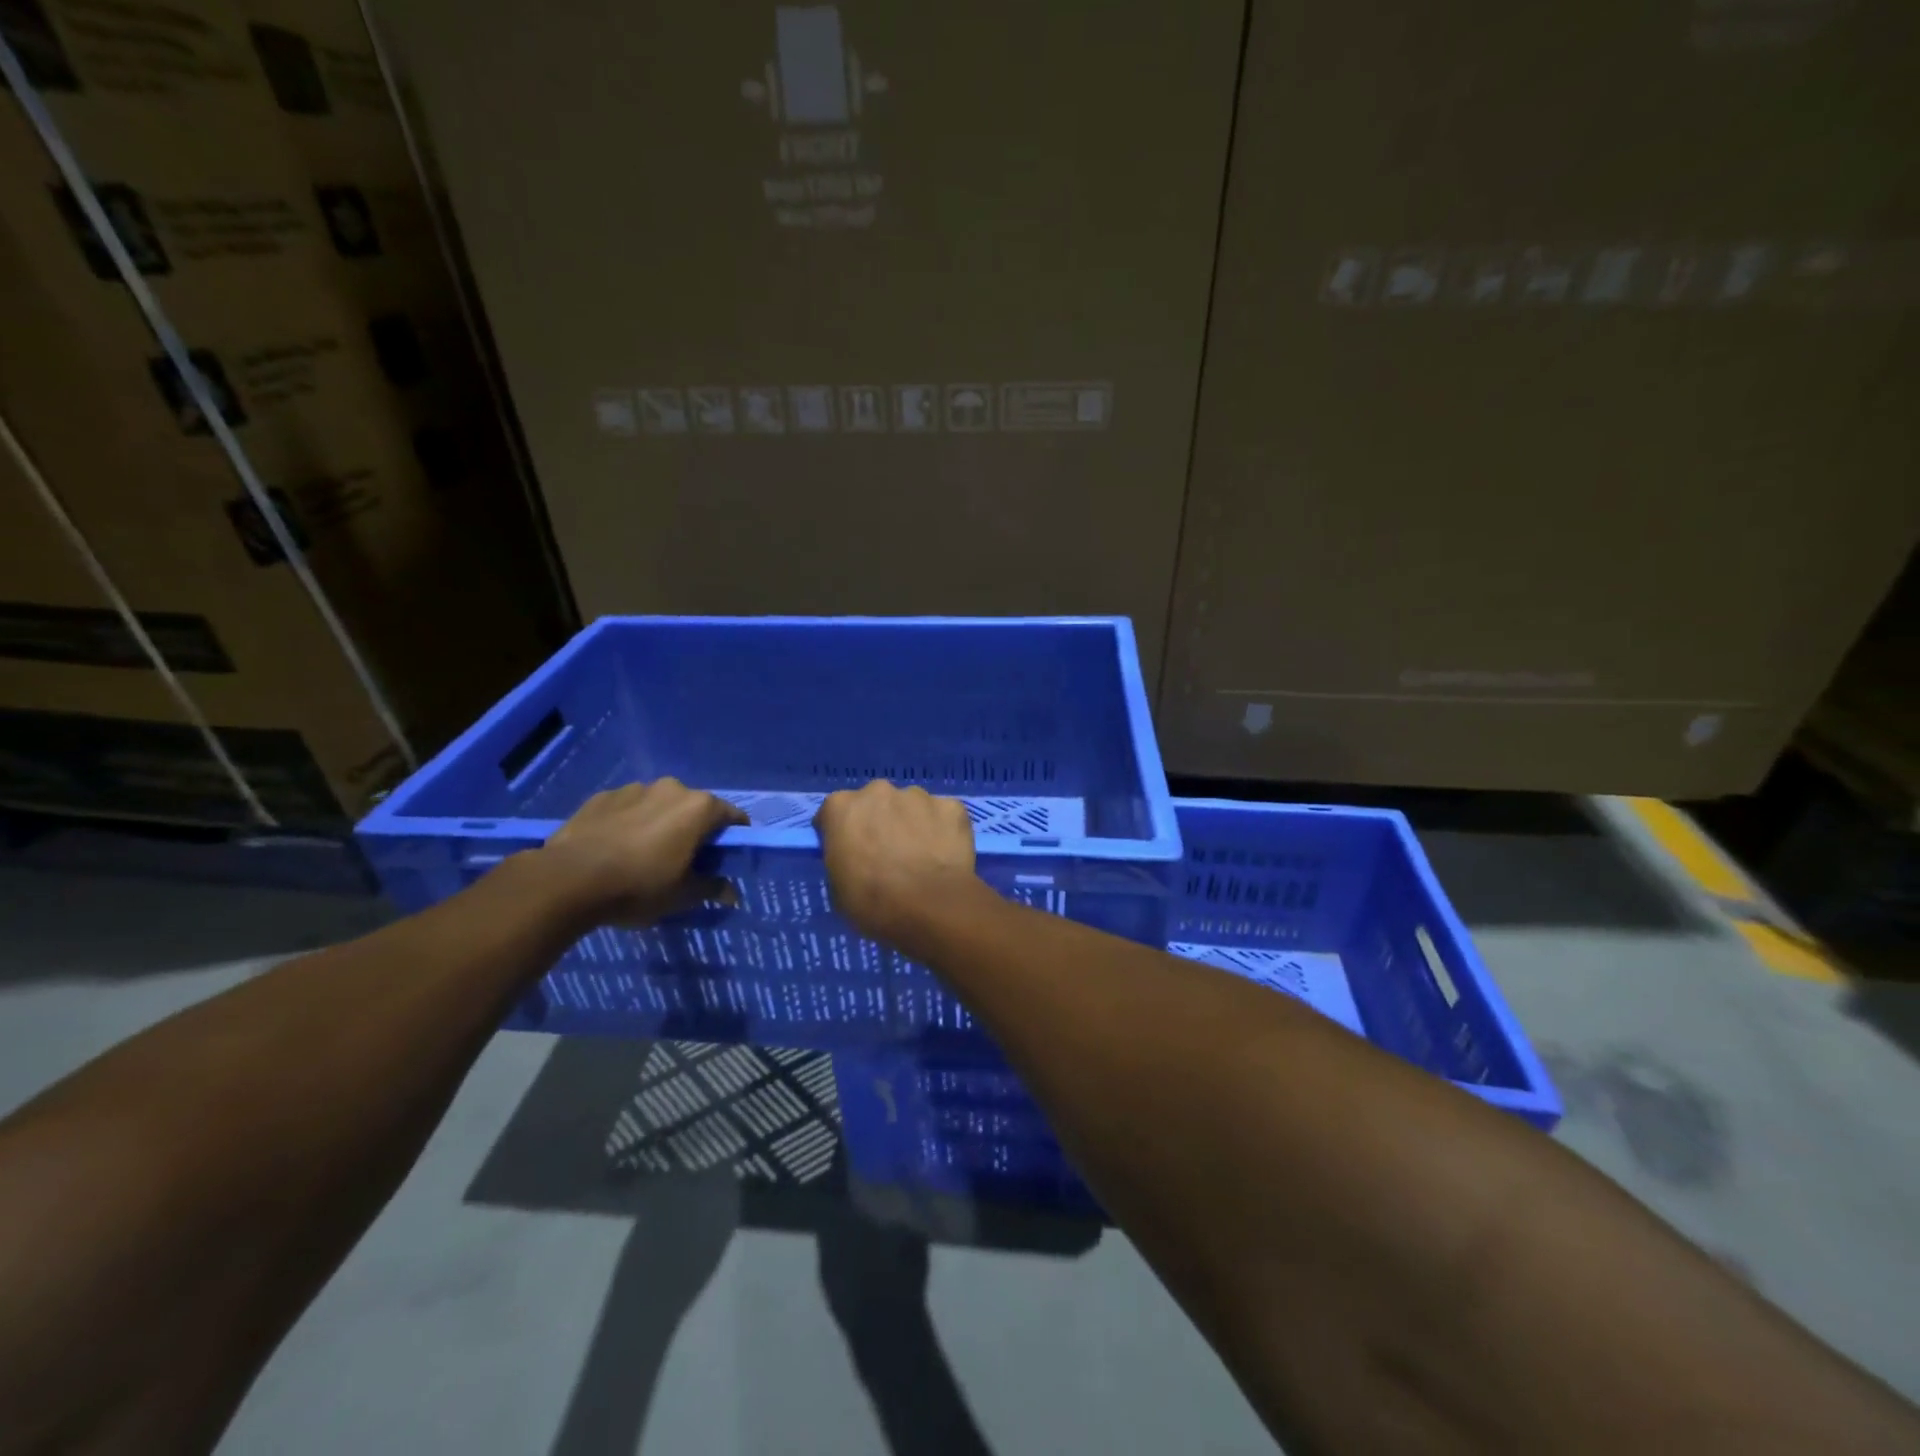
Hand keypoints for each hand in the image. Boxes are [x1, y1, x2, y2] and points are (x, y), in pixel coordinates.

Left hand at [541, 779, 747, 925]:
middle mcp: (671, 788)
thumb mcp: (682, 896)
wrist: (567, 880)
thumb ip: (712, 888)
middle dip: (694, 829)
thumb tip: (732, 894)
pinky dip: (629, 822)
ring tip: (643, 854)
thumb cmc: (638, 886)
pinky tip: (615, 848)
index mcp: (699, 808)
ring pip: (659, 805)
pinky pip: (627, 808)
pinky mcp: (602, 796)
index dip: (733, 838)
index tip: (725, 859)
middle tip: (684, 860)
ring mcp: (634, 789)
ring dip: (660, 823)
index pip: (733, 817)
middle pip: (694, 808)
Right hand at [814, 782, 979, 947]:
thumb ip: (842, 859)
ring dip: (912, 823)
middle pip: (875, 802)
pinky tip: (944, 854)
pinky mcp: (951, 806)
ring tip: (921, 855)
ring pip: (911, 806)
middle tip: (888, 853)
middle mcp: (878, 791)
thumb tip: (854, 857)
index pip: (835, 813)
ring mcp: (918, 796)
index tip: (851, 853)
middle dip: (879, 821)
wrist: (931, 908)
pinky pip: (942, 815)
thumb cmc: (873, 903)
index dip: (843, 833)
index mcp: (841, 807)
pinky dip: (942, 829)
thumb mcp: (838, 888)